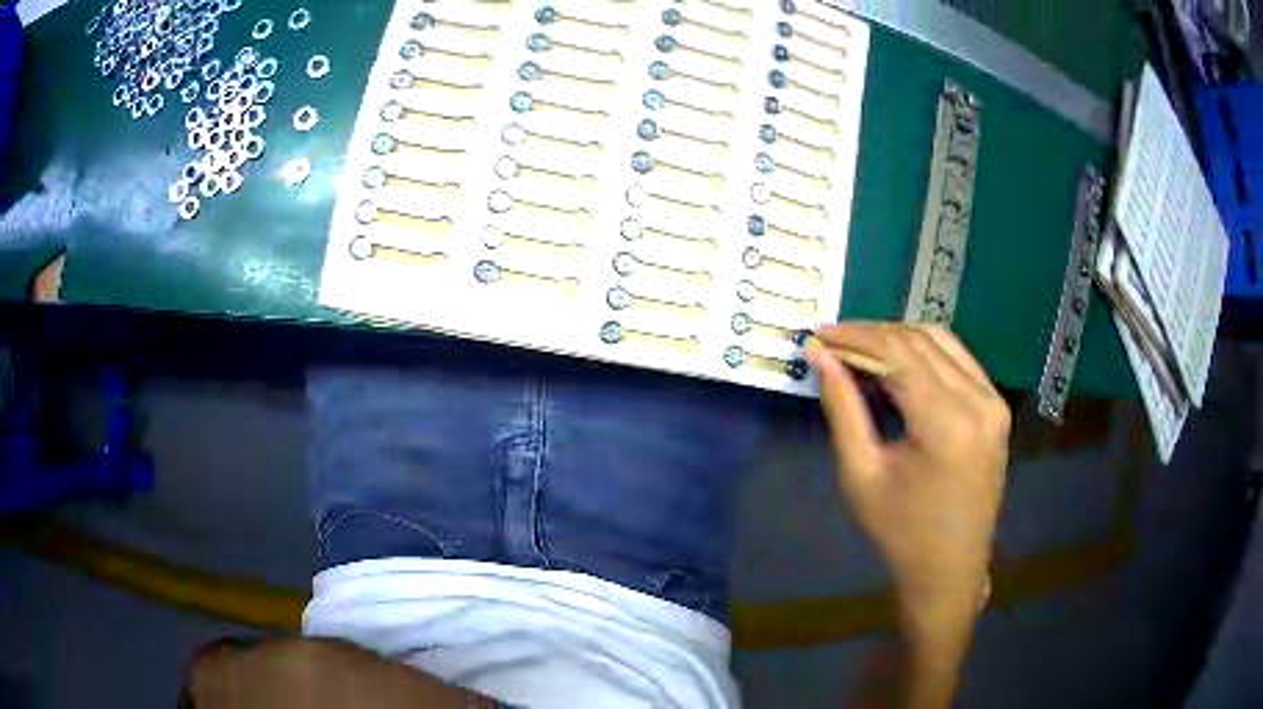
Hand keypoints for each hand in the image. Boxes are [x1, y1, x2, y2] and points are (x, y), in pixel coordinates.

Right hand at [806, 324, 1009, 707]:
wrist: (950, 569)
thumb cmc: (900, 532)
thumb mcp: (860, 474)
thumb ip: (843, 408)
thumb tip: (820, 356)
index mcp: (947, 423)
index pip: (898, 353)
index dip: (856, 337)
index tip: (819, 334)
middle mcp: (979, 401)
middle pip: (921, 341)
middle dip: (873, 334)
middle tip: (834, 343)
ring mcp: (994, 402)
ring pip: (943, 342)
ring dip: (899, 339)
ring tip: (861, 351)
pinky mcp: (997, 408)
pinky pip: (959, 361)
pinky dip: (925, 353)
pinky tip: (899, 366)